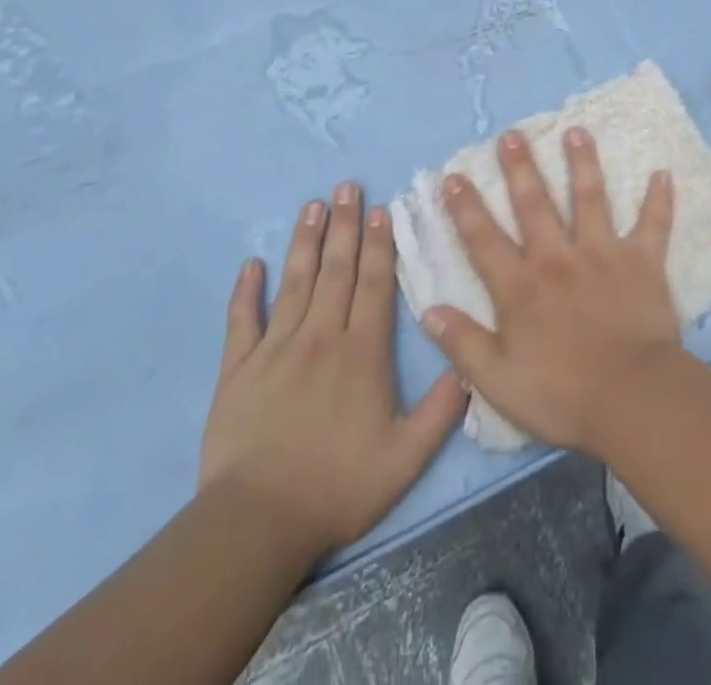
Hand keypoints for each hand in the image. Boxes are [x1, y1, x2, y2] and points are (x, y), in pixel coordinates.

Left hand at [199, 183, 466, 556]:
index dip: (378, 244)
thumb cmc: (338, 487)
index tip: (380, 209)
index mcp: (362, 352)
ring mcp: (276, 349)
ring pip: (295, 283)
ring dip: (305, 242)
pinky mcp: (238, 370)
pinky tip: (250, 264)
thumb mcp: (406, 457)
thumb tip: (471, 364)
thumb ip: (443, 409)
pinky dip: (245, 291)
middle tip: (347, 187)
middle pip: (336, 270)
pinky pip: (242, 321)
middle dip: (345, 225)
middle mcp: (321, 337)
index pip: (373, 284)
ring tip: (312, 206)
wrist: (257, 523)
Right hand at [422, 127, 682, 455]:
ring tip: (577, 131)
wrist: (631, 398)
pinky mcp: (641, 262)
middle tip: (512, 134)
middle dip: (520, 167)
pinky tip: (663, 173)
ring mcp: (602, 254)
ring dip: (583, 163)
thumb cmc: (562, 394)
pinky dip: (659, 200)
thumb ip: (463, 344)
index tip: (454, 175)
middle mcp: (558, 258)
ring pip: (590, 198)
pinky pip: (653, 225)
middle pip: (534, 204)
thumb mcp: (498, 381)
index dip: (466, 207)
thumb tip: (429, 310)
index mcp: (521, 286)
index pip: (484, 239)